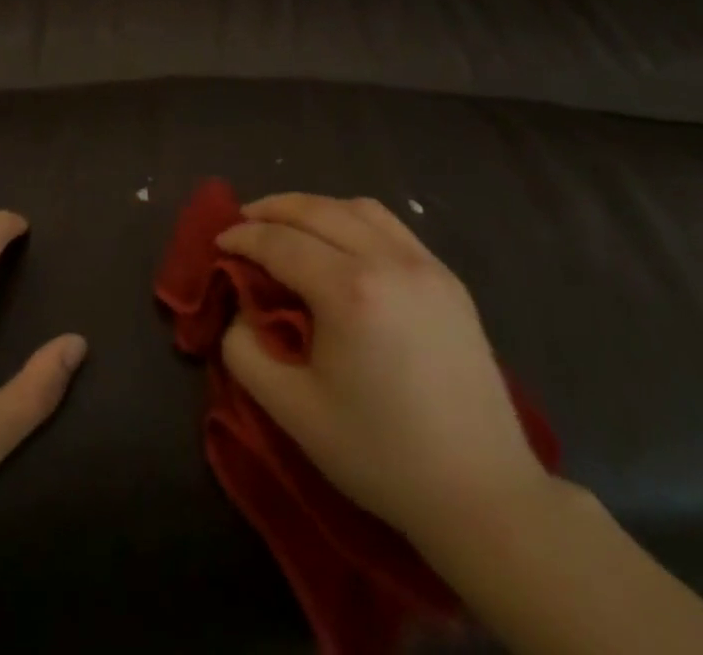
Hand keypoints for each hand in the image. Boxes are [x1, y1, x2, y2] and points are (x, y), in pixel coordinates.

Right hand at [216, 192, 550, 554]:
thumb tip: (242, 311)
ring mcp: (425, 265)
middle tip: (242, 222)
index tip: (218, 243)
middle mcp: (388, 261)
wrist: (483, 494)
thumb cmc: (382, 455)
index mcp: (350, 291)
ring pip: (357, 207)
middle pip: (316, 210)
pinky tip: (341, 241)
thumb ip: (246, 352)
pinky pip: (391, 226)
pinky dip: (353, 218)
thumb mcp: (293, 411)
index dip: (243, 237)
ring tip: (288, 224)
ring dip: (313, 208)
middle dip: (271, 209)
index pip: (280, 242)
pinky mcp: (449, 279)